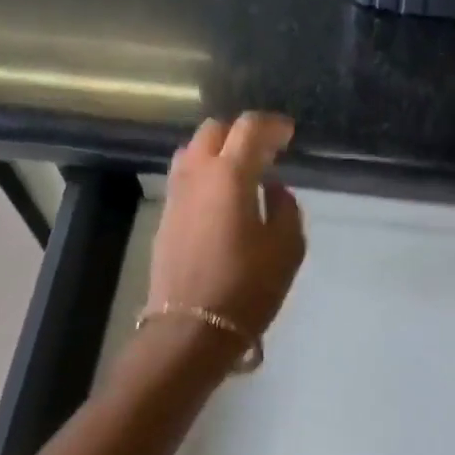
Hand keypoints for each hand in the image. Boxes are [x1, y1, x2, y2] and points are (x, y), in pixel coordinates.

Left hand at [149, 114, 306, 347]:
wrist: (193, 329)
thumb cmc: (248, 287)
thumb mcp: (287, 248)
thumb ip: (285, 208)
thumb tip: (273, 189)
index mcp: (229, 175)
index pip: (249, 129)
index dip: (272, 125)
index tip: (288, 133)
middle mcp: (196, 176)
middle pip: (213, 132)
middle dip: (240, 132)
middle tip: (265, 149)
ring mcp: (175, 197)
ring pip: (192, 153)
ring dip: (218, 152)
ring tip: (241, 171)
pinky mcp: (166, 220)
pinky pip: (186, 180)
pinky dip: (206, 175)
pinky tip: (222, 198)